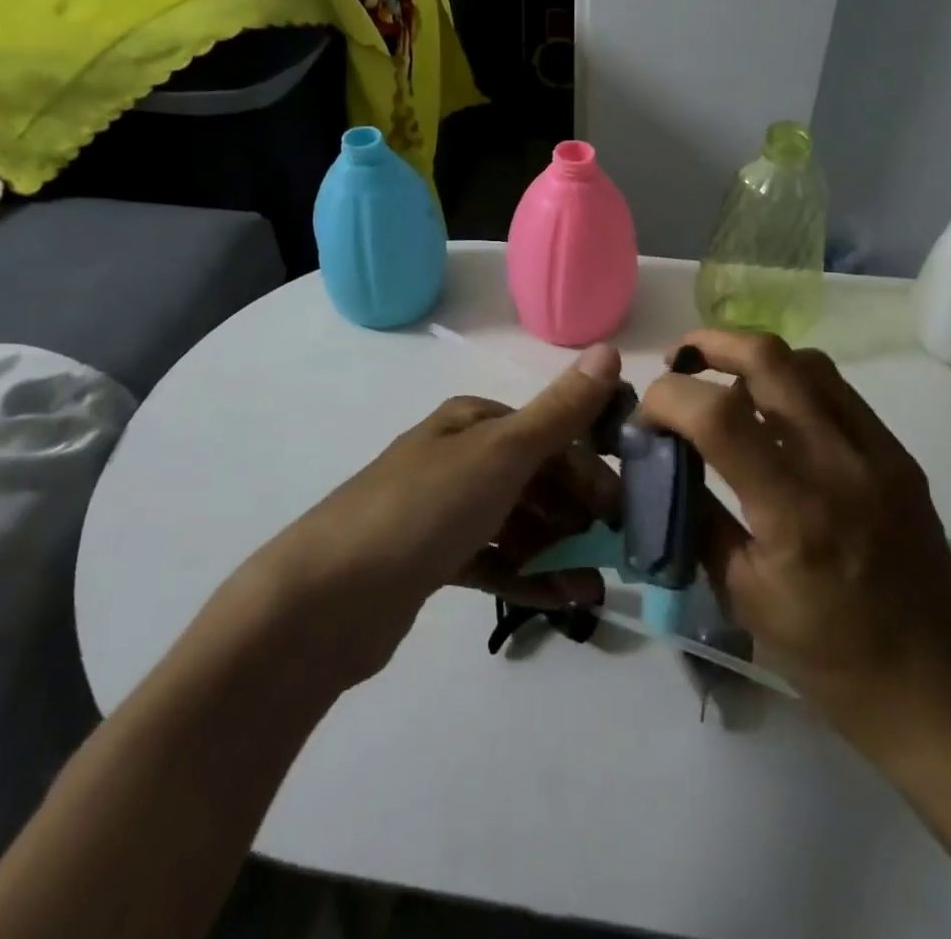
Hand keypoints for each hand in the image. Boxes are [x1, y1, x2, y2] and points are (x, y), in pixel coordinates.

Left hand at [245, 345, 623, 688]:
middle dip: (577, 512)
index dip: (589, 466)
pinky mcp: (432, 559)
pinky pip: (493, 561)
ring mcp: (443, 510)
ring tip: (593, 588)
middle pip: (535, 478)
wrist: (327, 597)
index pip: (548, 433)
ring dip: (559, 550)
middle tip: (615, 552)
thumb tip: (609, 350)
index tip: (623, 508)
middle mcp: (459, 457)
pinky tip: (562, 600)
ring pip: (517, 523)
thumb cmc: (425, 508)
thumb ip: (560, 412)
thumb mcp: (502, 453)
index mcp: (472, 422)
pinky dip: (528, 576)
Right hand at [642, 330, 950, 756]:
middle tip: (678, 363)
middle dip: (709, 345)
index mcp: (795, 512)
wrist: (940, 692)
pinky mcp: (899, 455)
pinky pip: (837, 391)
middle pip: (769, 359)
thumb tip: (664, 460)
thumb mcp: (742, 594)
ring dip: (753, 358)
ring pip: (807, 362)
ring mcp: (878, 453)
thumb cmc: (830, 659)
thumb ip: (699, 515)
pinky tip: (774, 411)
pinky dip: (792, 382)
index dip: (668, 398)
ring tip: (723, 381)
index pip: (718, 414)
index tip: (647, 417)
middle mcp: (840, 464)